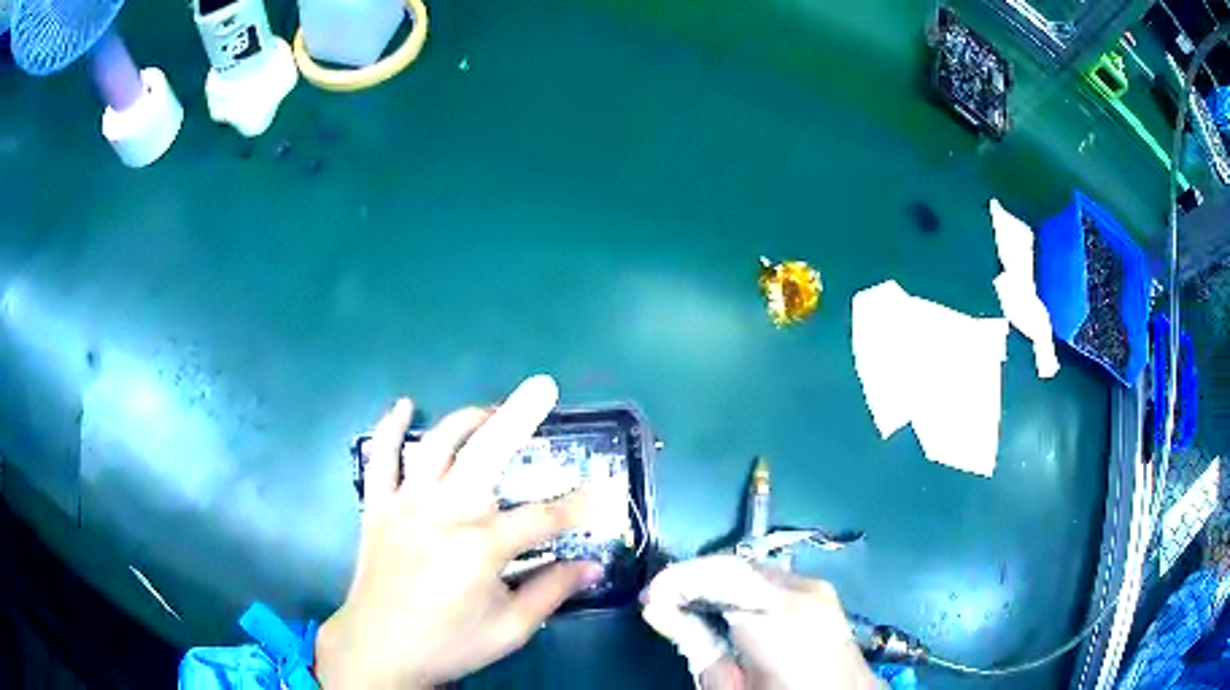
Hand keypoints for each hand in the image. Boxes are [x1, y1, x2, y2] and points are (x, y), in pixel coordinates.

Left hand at [315, 375, 603, 688]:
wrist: (378, 649)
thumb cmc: (449, 643)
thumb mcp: (511, 629)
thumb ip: (552, 591)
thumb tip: (593, 565)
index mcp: (480, 548)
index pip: (542, 518)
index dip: (577, 507)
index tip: (602, 494)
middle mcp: (443, 513)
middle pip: (487, 454)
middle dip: (519, 418)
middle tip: (542, 387)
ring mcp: (405, 505)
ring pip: (436, 444)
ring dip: (466, 419)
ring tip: (491, 409)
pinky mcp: (377, 506)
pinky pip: (380, 458)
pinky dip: (390, 428)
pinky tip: (404, 406)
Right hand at [642, 556, 881, 689]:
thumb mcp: (733, 688)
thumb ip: (698, 648)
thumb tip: (659, 611)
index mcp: (784, 615)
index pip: (722, 574)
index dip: (678, 580)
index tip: (648, 599)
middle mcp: (803, 589)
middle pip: (735, 567)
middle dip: (693, 581)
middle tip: (660, 604)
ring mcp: (815, 586)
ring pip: (750, 570)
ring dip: (714, 584)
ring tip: (685, 607)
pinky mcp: (819, 591)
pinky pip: (768, 580)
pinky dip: (738, 589)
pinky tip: (722, 609)